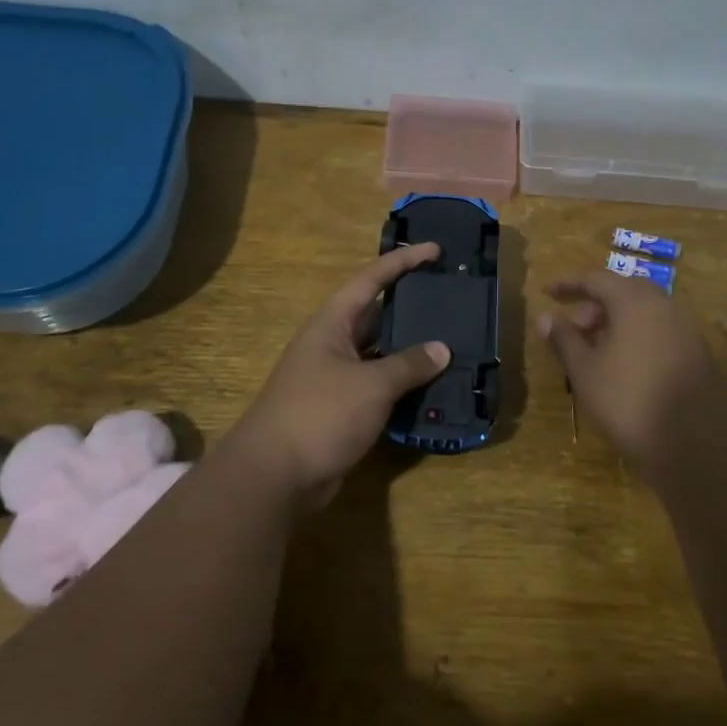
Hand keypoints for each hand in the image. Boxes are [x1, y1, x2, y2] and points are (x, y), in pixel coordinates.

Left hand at [226, 243, 450, 507]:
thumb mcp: (371, 385)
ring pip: (380, 353)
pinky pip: (378, 386)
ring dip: (410, 350)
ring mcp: (335, 378)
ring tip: (452, 341)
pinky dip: (403, 385)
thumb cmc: (320, 414)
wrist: (275, 475)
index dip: (402, 262)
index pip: (370, 280)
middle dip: (410, 306)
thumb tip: (442, 349)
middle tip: (449, 298)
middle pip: (376, 315)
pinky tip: (432, 387)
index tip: (434, 250)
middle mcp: (332, 344)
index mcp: (332, 324)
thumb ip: (408, 364)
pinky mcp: (341, 409)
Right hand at [538, 271, 726, 473]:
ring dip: (614, 323)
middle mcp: (665, 306)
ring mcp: (686, 330)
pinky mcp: (698, 355)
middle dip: (593, 306)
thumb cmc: (628, 401)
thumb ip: (563, 339)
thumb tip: (544, 316)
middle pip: (623, 293)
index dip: (568, 285)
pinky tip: (621, 366)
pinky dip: (635, 337)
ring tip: (592, 350)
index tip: (546, 293)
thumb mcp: (584, 371)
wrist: (696, 447)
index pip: (597, 279)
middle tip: (571, 328)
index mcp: (636, 302)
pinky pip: (659, 332)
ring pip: (643, 313)